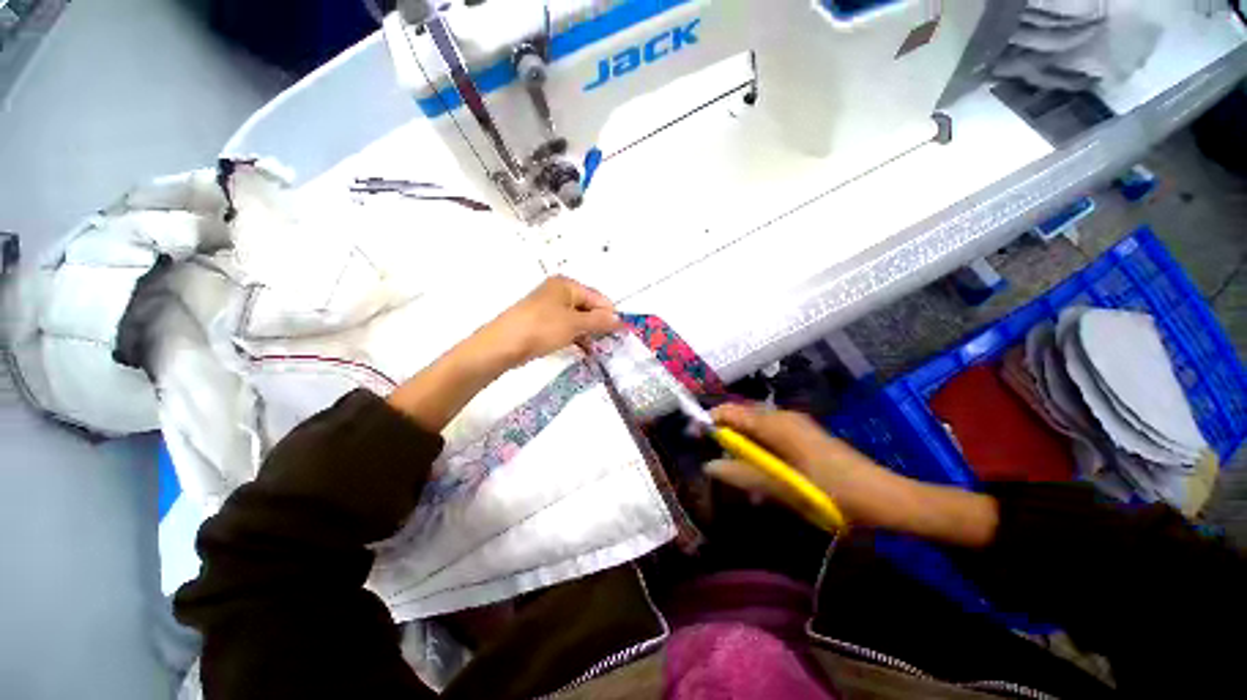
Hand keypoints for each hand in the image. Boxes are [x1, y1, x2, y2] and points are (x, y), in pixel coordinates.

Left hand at [387, 276, 621, 431]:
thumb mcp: (574, 324)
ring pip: (577, 319)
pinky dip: (576, 337)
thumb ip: (599, 321)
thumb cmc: (541, 328)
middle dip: (600, 325)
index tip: (621, 333)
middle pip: (588, 307)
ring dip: (589, 333)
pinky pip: (566, 327)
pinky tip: (583, 349)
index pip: (598, 298)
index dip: (611, 314)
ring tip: (598, 349)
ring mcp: (549, 307)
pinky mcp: (542, 323)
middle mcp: (558, 292)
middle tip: (610, 343)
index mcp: (566, 285)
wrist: (501, 346)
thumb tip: (620, 320)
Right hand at [706, 404, 890, 527]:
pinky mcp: (803, 439)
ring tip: (746, 484)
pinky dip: (762, 459)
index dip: (709, 421)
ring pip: (756, 434)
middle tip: (722, 470)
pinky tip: (767, 485)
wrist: (885, 499)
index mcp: (777, 423)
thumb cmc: (833, 492)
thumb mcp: (783, 487)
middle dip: (728, 442)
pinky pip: (771, 442)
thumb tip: (709, 466)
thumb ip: (743, 475)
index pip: (731, 412)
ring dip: (746, 455)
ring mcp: (795, 427)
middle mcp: (783, 418)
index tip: (694, 439)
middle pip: (741, 421)